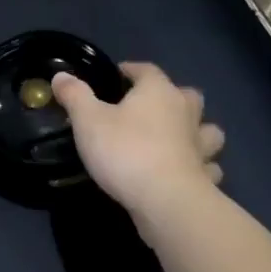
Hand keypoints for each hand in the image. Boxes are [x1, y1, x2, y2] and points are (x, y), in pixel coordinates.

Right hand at [50, 62, 225, 246]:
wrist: (166, 202)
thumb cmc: (125, 151)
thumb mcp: (87, 120)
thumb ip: (75, 95)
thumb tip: (61, 75)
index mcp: (158, 92)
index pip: (147, 70)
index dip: (132, 70)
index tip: (118, 74)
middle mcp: (185, 113)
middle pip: (188, 95)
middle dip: (173, 96)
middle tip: (151, 106)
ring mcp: (201, 147)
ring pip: (208, 130)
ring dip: (198, 131)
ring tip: (179, 138)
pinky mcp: (206, 177)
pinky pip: (209, 167)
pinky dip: (202, 167)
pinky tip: (188, 172)